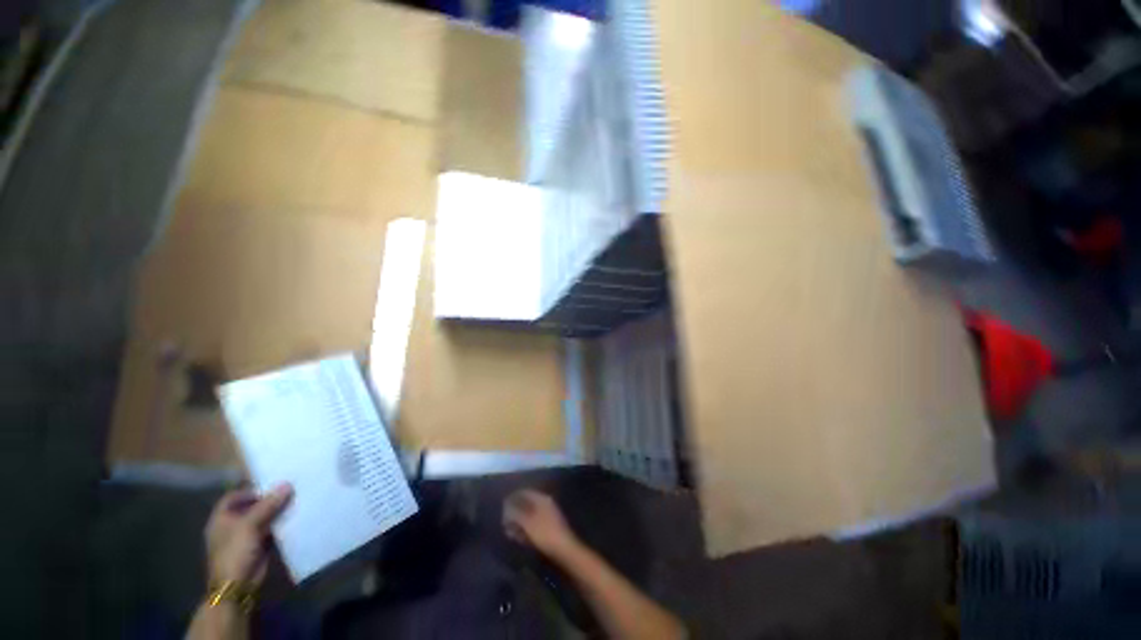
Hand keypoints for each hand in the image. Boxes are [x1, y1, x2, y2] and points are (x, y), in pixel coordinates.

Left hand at [205, 484, 292, 586]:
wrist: (237, 584)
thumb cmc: (235, 551)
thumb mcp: (250, 525)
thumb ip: (268, 504)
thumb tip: (287, 484)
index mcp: (221, 518)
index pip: (234, 497)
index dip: (250, 490)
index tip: (271, 485)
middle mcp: (232, 525)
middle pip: (251, 506)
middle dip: (268, 499)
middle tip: (289, 490)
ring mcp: (245, 536)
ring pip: (263, 517)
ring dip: (277, 511)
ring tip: (296, 500)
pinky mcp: (259, 545)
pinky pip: (271, 529)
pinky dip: (281, 523)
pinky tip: (295, 517)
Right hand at [503, 489, 579, 558]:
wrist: (564, 550)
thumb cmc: (544, 533)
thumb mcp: (527, 522)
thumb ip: (515, 512)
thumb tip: (506, 506)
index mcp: (542, 498)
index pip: (524, 492)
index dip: (512, 498)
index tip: (501, 507)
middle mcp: (545, 503)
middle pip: (526, 504)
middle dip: (514, 512)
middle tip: (504, 523)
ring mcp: (548, 515)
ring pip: (529, 515)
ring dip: (518, 523)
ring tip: (509, 533)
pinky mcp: (548, 528)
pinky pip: (533, 524)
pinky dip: (525, 529)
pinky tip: (519, 538)